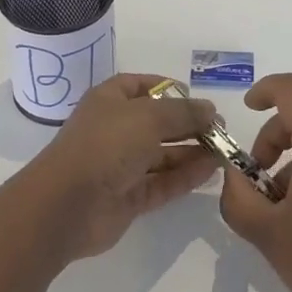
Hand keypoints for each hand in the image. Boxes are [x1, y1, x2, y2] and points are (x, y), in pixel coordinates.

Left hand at [25, 73, 218, 261]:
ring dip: (192, 152)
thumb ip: (184, 113)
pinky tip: (211, 171)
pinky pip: (162, 182)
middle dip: (189, 124)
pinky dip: (185, 177)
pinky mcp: (129, 197)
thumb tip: (210, 110)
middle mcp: (116, 129)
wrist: (67, 205)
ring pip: (163, 154)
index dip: (170, 89)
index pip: (143, 86)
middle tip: (221, 130)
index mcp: (110, 100)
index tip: (198, 99)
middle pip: (158, 122)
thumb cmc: (106, 144)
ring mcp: (121, 165)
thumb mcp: (149, 116)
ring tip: (224, 152)